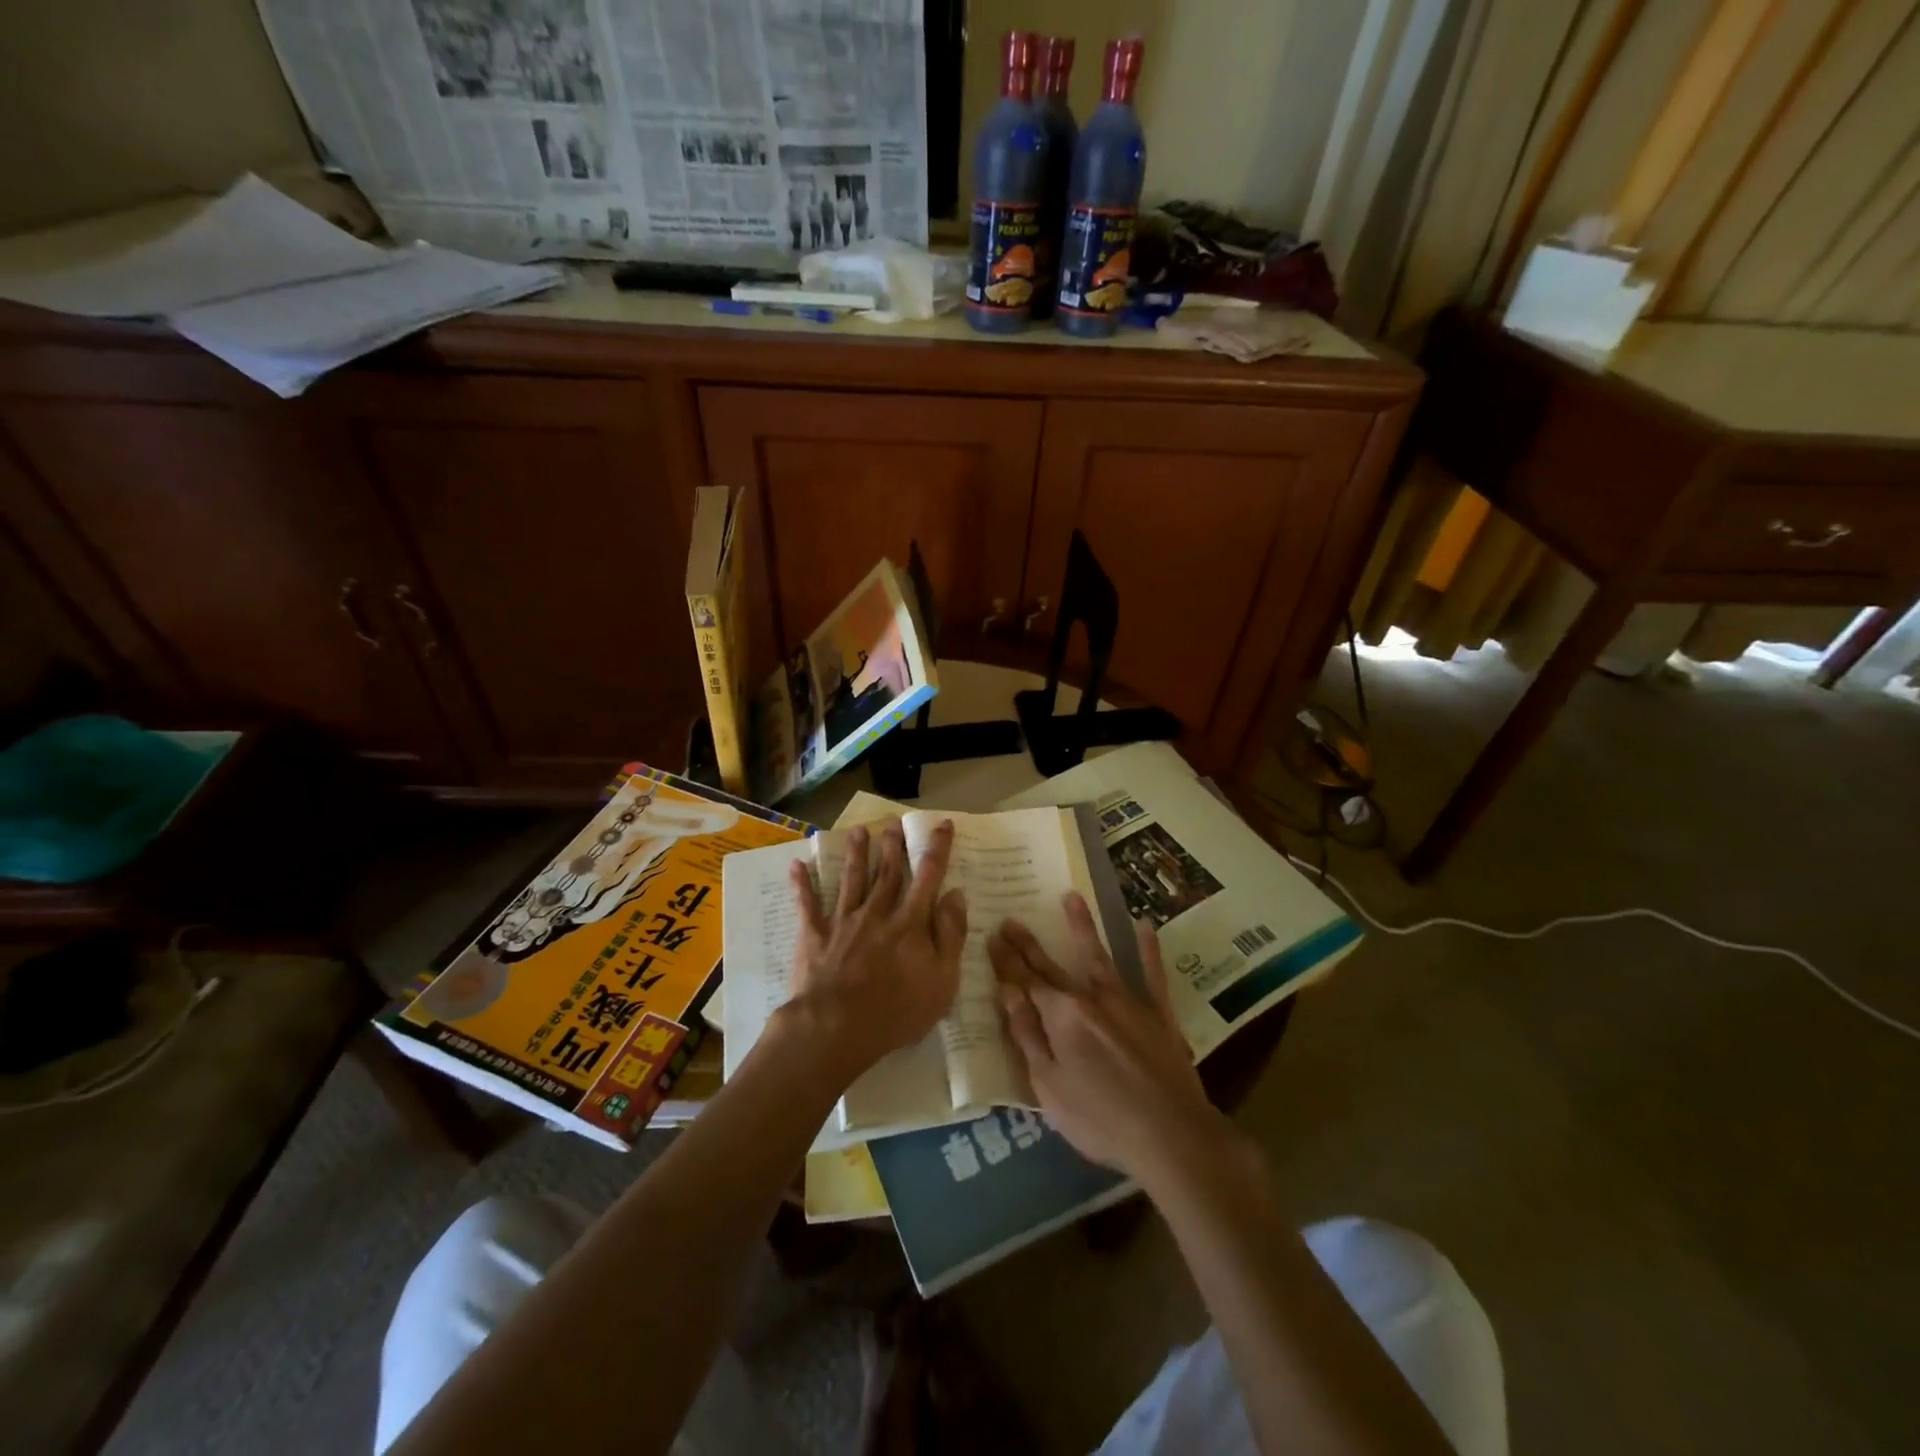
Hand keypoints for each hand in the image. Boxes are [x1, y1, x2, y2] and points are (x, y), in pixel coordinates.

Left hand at [784, 820, 966, 1081]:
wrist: (837, 1027)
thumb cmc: (898, 1010)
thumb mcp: (943, 980)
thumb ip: (950, 934)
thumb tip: (956, 895)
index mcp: (910, 922)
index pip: (929, 876)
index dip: (937, 849)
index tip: (942, 825)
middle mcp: (877, 913)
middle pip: (887, 872)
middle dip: (892, 845)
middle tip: (893, 822)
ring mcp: (843, 922)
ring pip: (851, 880)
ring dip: (855, 854)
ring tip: (858, 831)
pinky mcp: (815, 936)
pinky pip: (807, 906)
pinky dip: (802, 885)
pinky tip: (797, 865)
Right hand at [989, 893, 1222, 1181]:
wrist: (1171, 1135)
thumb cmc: (1100, 1118)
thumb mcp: (1048, 1086)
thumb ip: (1027, 1035)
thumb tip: (1007, 993)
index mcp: (1061, 1016)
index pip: (1026, 981)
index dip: (1007, 961)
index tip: (992, 936)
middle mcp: (1091, 998)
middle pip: (1053, 966)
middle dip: (1028, 944)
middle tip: (1011, 919)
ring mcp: (1128, 1002)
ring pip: (1100, 956)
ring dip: (1083, 926)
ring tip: (1072, 897)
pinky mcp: (1159, 1014)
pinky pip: (1152, 975)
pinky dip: (1148, 950)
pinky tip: (1145, 926)